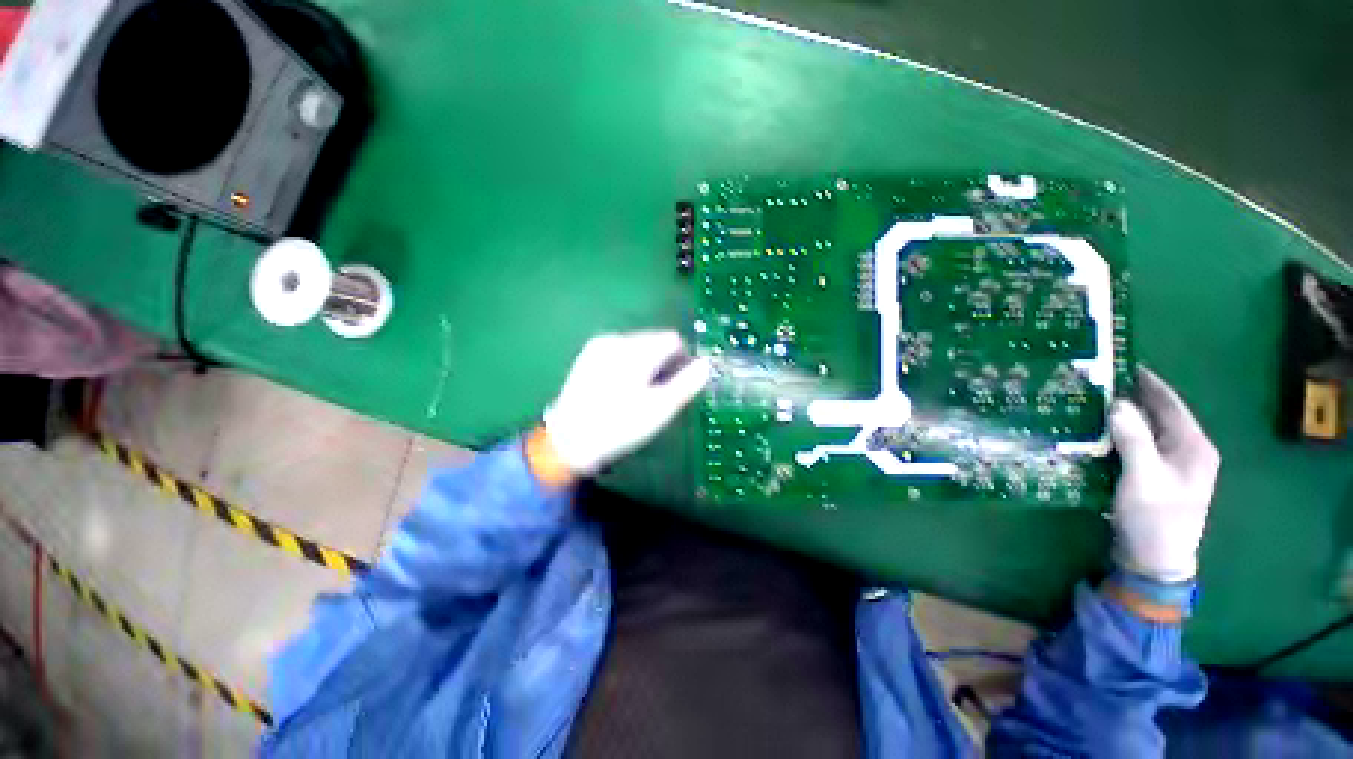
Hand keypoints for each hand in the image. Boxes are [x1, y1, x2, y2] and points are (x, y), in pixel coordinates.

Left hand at [542, 330, 711, 478]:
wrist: (569, 441)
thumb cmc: (619, 426)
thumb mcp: (659, 410)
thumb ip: (686, 384)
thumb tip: (707, 364)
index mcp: (636, 351)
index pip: (673, 340)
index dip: (681, 360)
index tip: (676, 384)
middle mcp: (617, 339)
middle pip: (654, 340)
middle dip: (662, 362)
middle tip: (655, 393)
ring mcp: (599, 345)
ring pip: (637, 345)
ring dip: (645, 363)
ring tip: (636, 392)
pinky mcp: (588, 354)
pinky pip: (620, 351)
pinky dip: (628, 364)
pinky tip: (620, 388)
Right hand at [1108, 368, 1220, 582]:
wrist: (1154, 561)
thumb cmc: (1154, 518)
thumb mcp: (1143, 477)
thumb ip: (1133, 438)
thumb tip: (1117, 403)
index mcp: (1193, 446)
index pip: (1170, 403)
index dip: (1147, 381)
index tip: (1120, 362)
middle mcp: (1187, 450)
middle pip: (1159, 414)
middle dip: (1132, 395)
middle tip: (1097, 380)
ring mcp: (1171, 465)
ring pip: (1147, 429)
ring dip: (1123, 415)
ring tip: (1092, 400)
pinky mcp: (1155, 476)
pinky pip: (1138, 444)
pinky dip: (1119, 433)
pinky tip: (1098, 430)